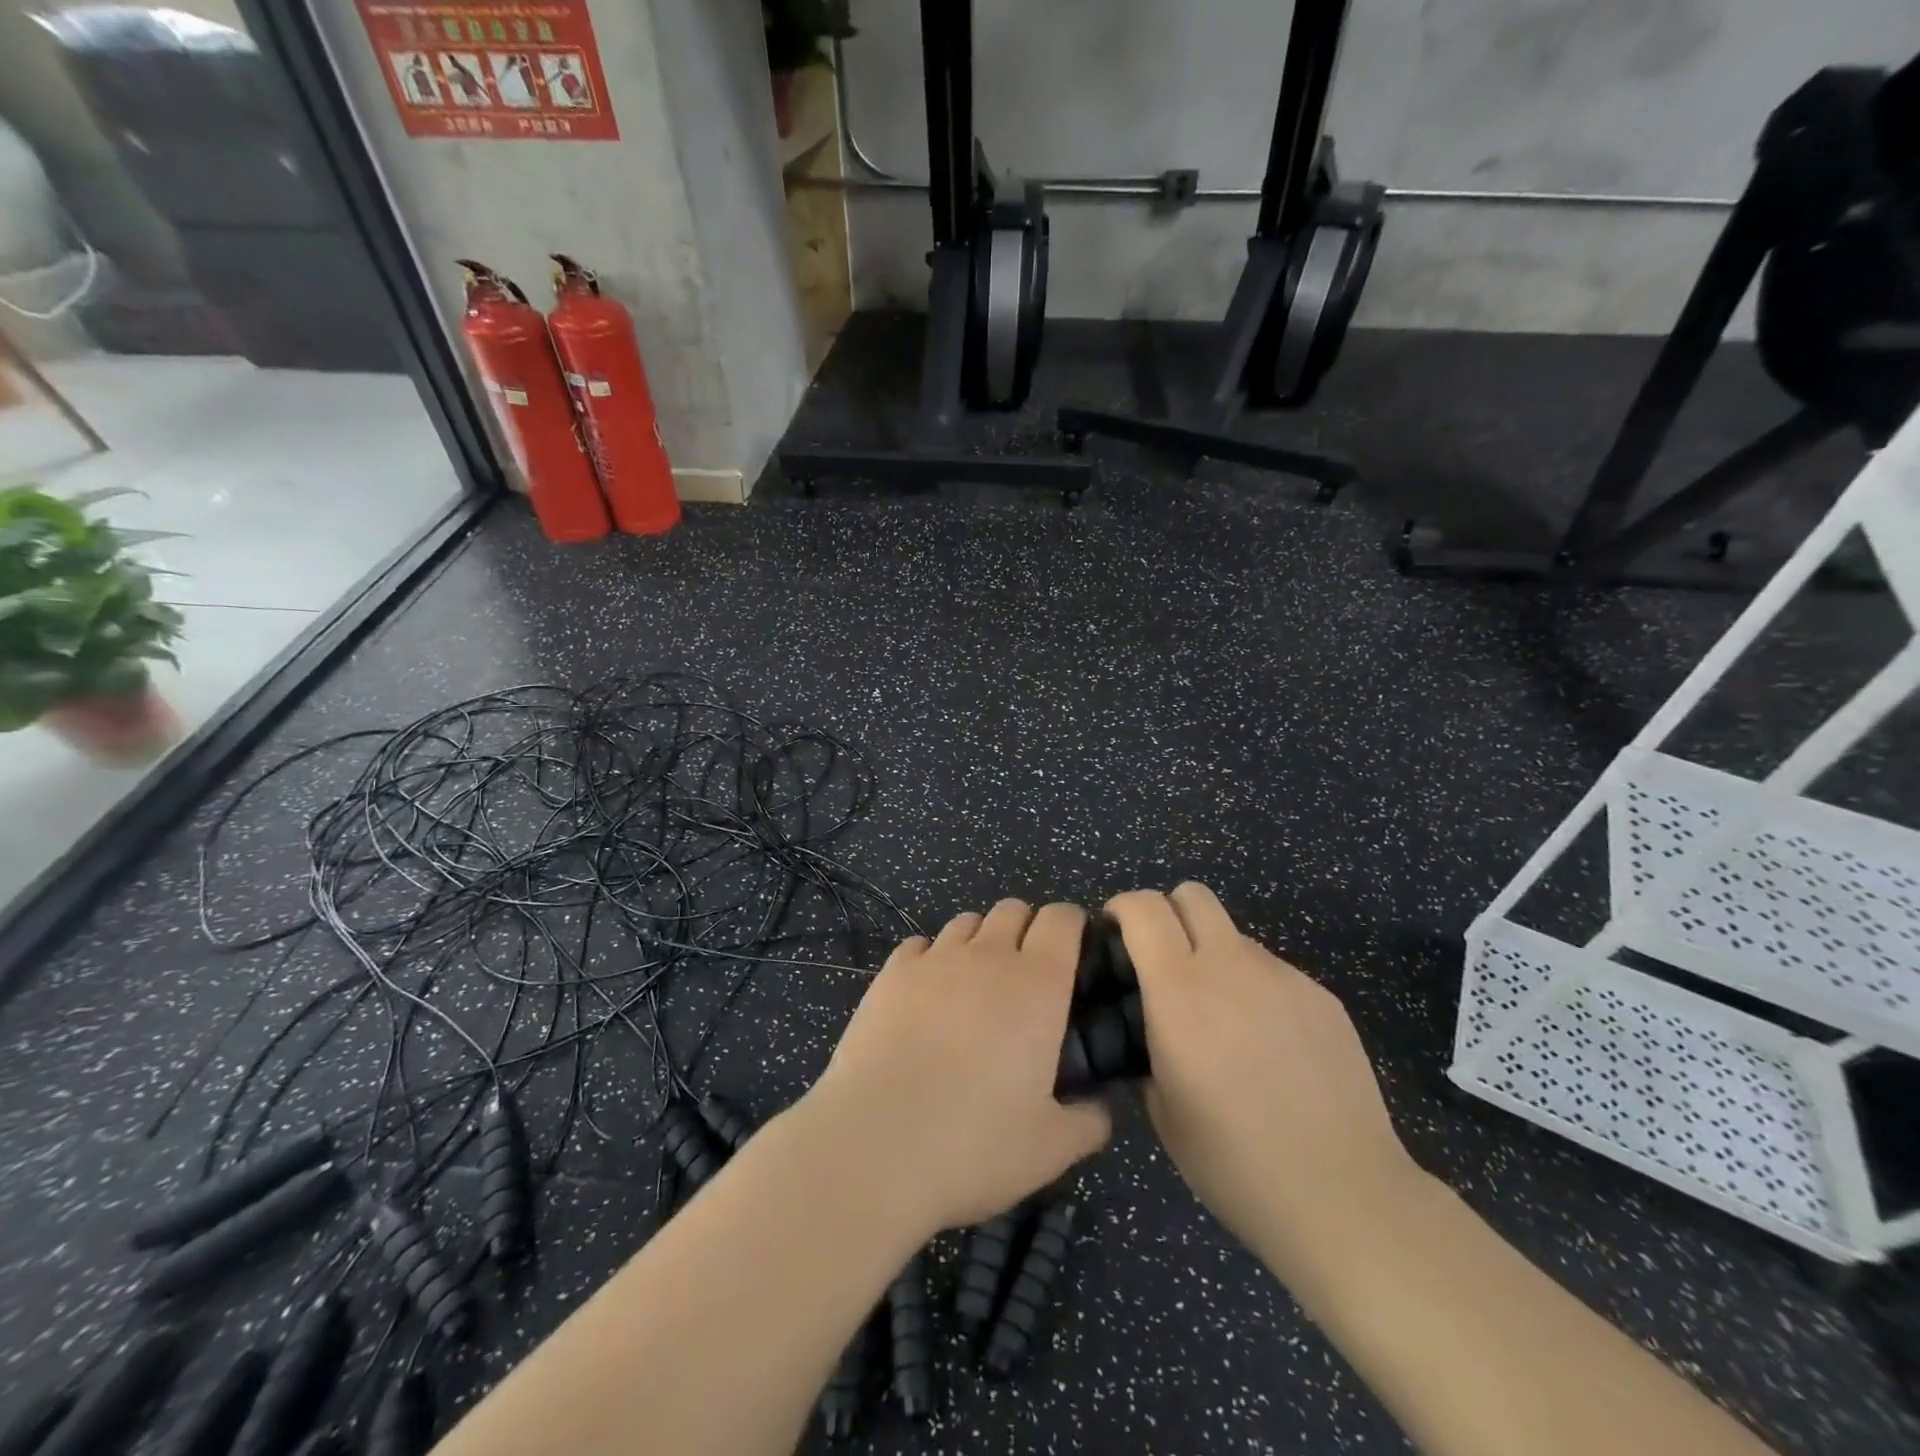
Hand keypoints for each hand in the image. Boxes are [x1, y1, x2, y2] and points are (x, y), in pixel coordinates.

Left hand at [803, 900, 1111, 1235]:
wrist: (875, 1144)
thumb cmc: (974, 1144)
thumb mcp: (1050, 1149)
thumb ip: (1088, 1121)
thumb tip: (1100, 1109)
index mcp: (1038, 984)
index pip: (1062, 919)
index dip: (1072, 926)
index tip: (1074, 954)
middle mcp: (989, 956)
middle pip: (1014, 910)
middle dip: (1027, 930)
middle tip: (1026, 979)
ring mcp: (935, 959)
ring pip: (967, 921)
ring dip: (981, 941)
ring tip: (976, 986)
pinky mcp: (891, 973)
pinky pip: (921, 944)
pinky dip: (932, 959)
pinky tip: (928, 996)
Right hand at [1108, 883, 1419, 1285]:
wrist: (1343, 1195)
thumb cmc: (1234, 1162)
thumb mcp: (1161, 1109)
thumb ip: (1147, 1046)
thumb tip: (1149, 1025)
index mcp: (1179, 991)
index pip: (1144, 908)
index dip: (1122, 908)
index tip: (1113, 934)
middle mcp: (1230, 966)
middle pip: (1192, 895)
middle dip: (1167, 913)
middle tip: (1160, 961)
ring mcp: (1283, 977)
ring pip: (1234, 935)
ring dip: (1213, 956)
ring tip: (1221, 1018)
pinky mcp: (1321, 996)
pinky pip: (1272, 971)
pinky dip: (1254, 988)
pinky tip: (1267, 1045)